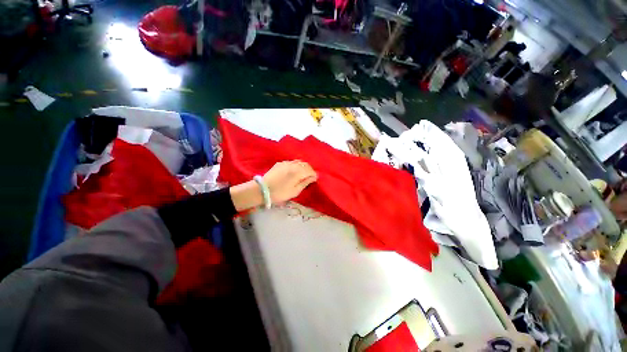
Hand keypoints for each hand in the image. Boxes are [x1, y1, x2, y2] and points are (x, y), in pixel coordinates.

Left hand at [263, 160, 317, 203]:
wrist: (262, 190)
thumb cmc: (280, 193)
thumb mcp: (295, 191)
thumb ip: (305, 183)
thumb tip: (313, 177)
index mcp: (298, 172)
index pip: (310, 170)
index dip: (314, 174)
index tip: (314, 179)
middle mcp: (293, 165)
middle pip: (305, 164)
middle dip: (309, 170)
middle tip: (309, 177)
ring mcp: (286, 163)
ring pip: (299, 162)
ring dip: (303, 167)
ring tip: (302, 174)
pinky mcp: (280, 163)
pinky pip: (291, 162)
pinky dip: (296, 165)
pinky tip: (293, 171)